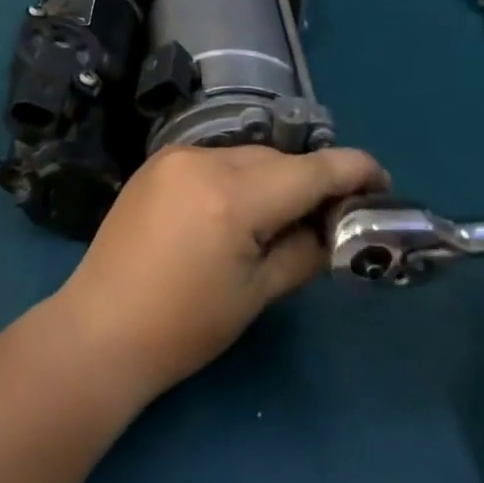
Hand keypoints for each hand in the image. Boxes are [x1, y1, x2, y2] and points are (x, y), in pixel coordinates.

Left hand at [50, 145, 387, 403]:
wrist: (102, 326)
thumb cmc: (184, 325)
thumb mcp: (257, 294)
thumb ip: (303, 251)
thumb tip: (333, 228)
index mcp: (232, 196)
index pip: (308, 171)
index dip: (352, 170)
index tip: (382, 179)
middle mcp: (203, 159)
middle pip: (276, 160)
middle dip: (309, 181)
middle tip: (333, 214)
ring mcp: (174, 156)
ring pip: (245, 156)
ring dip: (272, 177)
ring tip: (285, 215)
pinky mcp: (156, 163)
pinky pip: (214, 159)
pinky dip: (237, 176)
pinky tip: (239, 208)